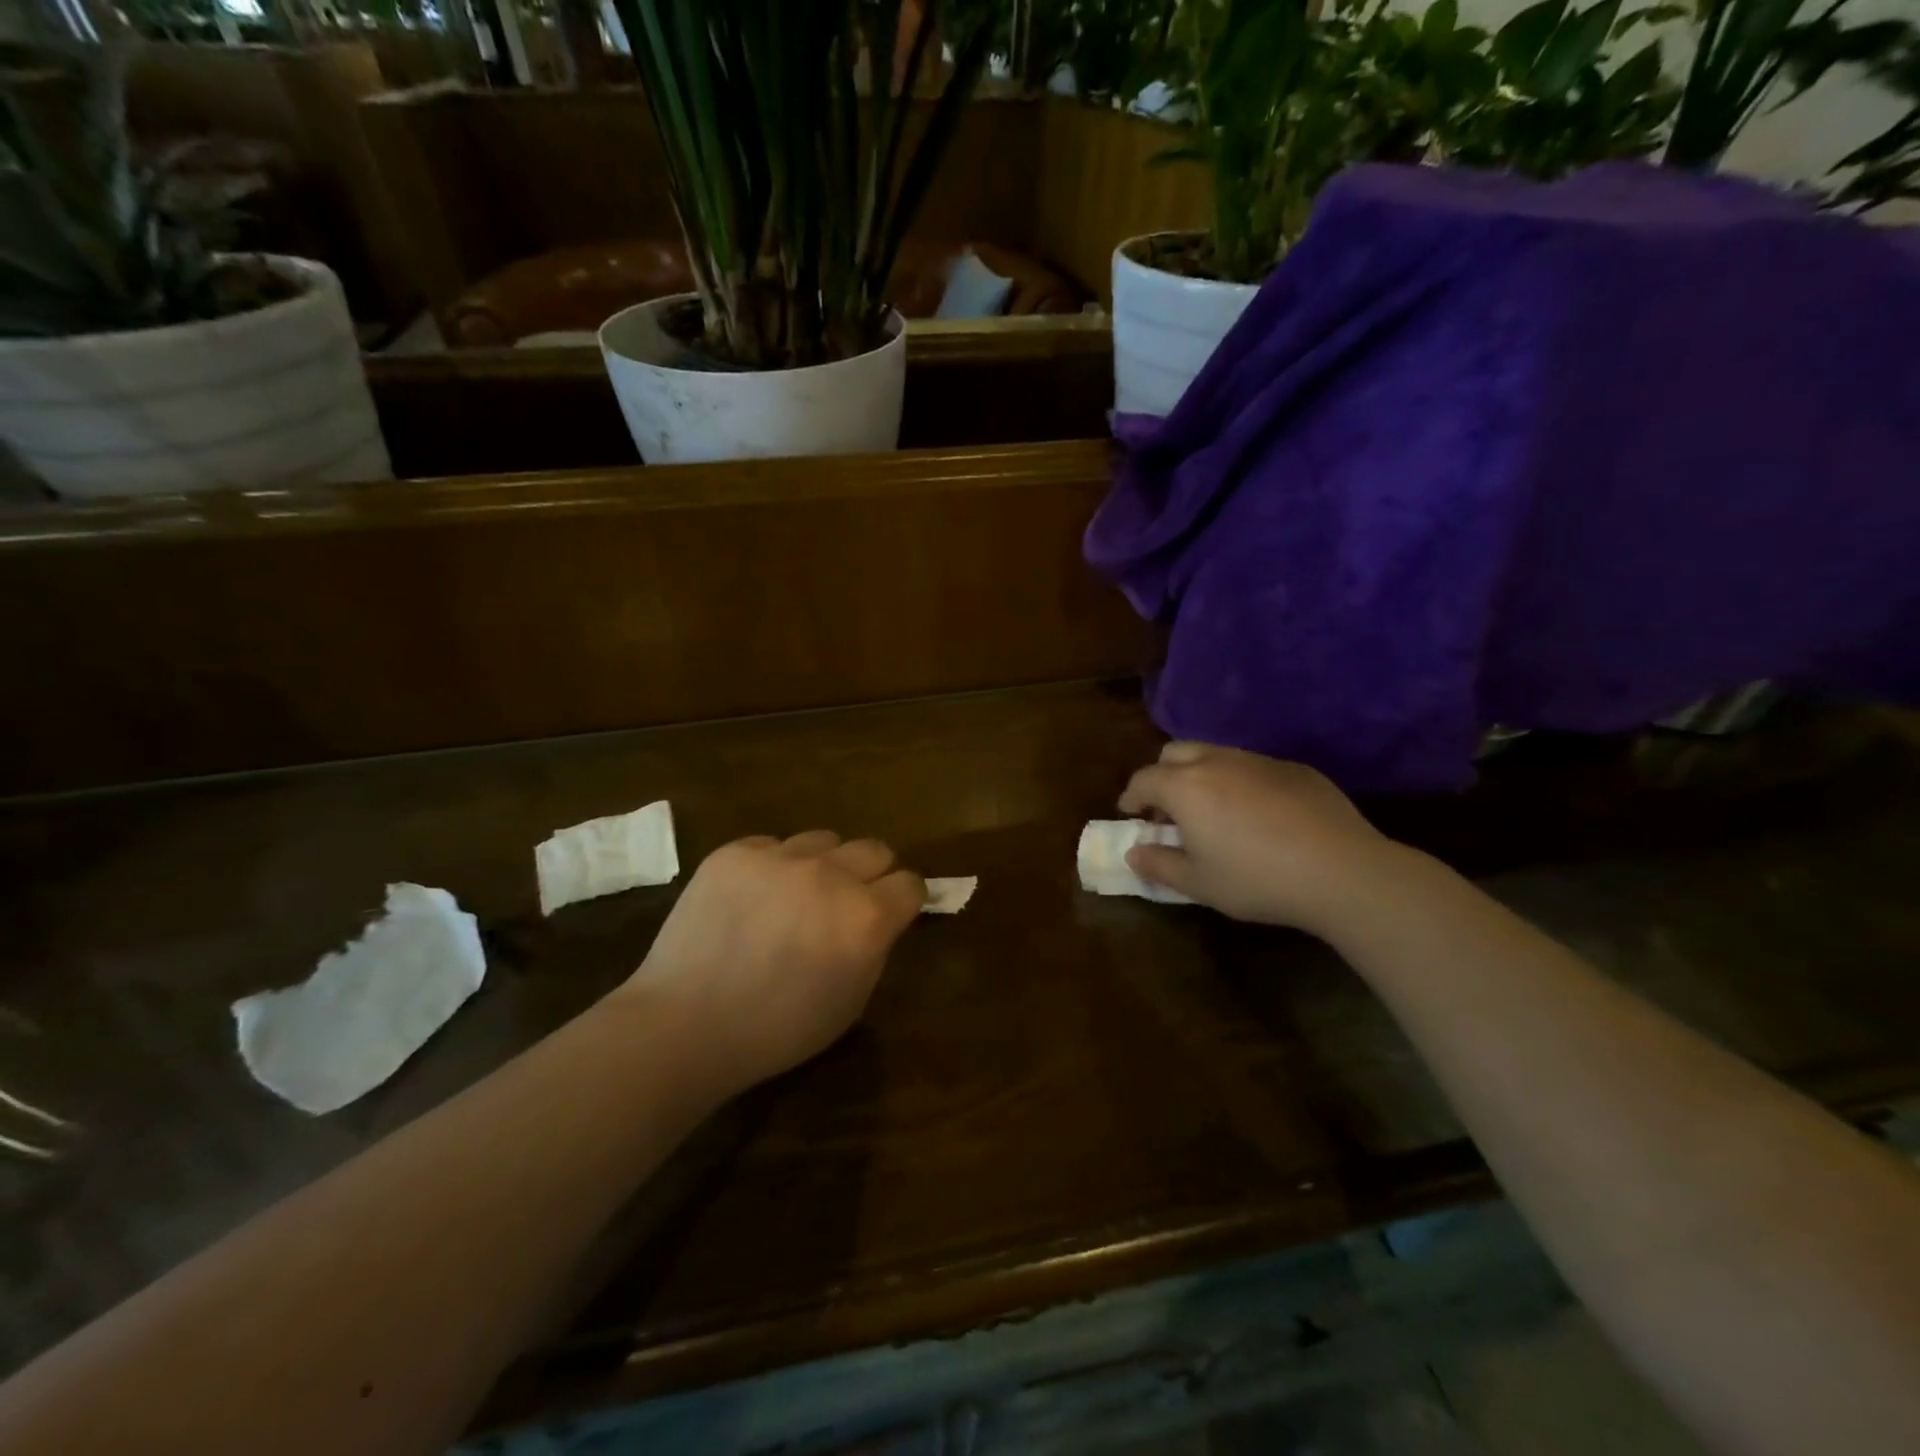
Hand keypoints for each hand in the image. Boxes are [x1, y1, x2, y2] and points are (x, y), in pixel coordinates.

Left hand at [622, 832, 925, 1096]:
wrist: (685, 1025)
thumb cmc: (777, 1029)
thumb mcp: (851, 1001)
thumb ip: (874, 948)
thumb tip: (877, 918)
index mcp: (866, 917)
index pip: (909, 883)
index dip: (904, 899)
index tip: (893, 910)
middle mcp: (831, 875)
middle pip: (874, 849)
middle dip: (871, 873)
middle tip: (848, 901)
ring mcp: (780, 857)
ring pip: (824, 840)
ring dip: (822, 864)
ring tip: (795, 895)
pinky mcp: (736, 852)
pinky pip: (771, 845)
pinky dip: (773, 867)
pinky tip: (752, 898)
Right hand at [1118, 742, 1404, 937]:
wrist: (1341, 871)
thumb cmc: (1256, 880)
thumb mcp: (1198, 883)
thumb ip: (1159, 865)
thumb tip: (1134, 853)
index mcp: (1186, 786)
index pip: (1144, 779)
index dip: (1131, 796)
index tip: (1130, 813)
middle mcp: (1217, 762)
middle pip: (1175, 753)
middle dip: (1163, 776)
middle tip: (1168, 809)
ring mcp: (1259, 761)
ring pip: (1216, 755)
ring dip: (1202, 776)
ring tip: (1213, 811)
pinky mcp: (1295, 769)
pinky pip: (1254, 767)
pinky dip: (1241, 783)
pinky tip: (1259, 816)